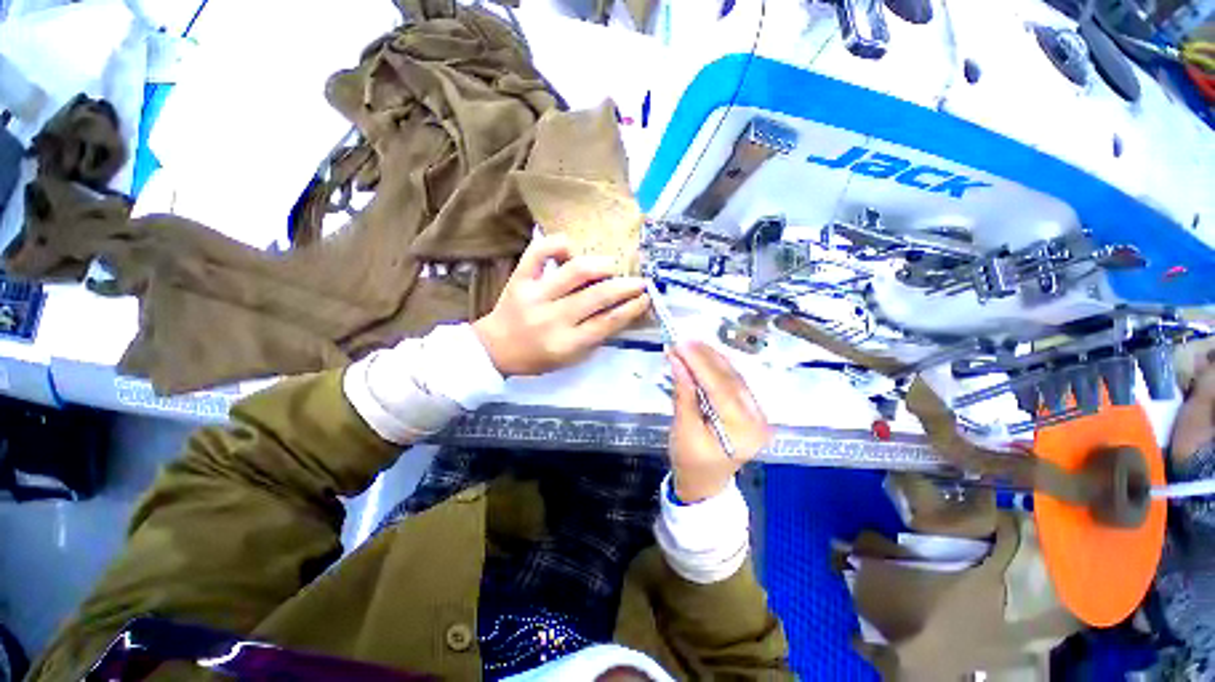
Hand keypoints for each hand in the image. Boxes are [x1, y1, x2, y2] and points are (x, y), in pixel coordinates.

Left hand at [473, 234, 648, 376]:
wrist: (495, 349)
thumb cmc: (537, 357)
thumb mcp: (570, 358)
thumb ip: (595, 337)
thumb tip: (621, 311)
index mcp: (566, 343)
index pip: (607, 323)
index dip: (631, 308)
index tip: (646, 297)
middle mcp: (552, 318)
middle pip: (597, 296)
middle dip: (625, 286)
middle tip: (639, 281)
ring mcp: (534, 295)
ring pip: (575, 271)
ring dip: (600, 265)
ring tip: (612, 266)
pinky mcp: (519, 279)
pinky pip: (538, 252)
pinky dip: (558, 244)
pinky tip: (571, 249)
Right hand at [667, 341, 771, 502]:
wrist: (704, 483)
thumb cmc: (691, 462)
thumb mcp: (683, 430)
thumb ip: (683, 394)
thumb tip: (677, 361)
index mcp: (743, 431)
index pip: (721, 388)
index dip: (700, 364)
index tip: (681, 345)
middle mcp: (757, 419)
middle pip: (731, 379)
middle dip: (706, 357)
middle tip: (684, 341)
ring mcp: (757, 414)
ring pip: (734, 377)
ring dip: (712, 359)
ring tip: (691, 345)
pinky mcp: (750, 410)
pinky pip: (734, 383)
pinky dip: (717, 368)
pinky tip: (704, 357)